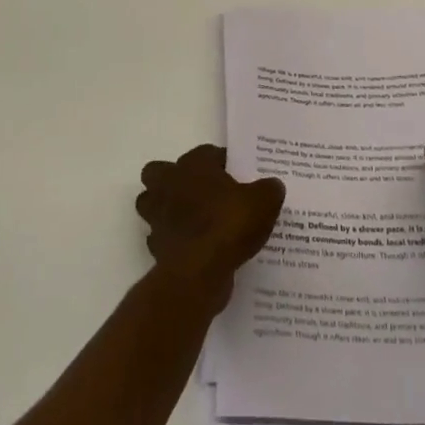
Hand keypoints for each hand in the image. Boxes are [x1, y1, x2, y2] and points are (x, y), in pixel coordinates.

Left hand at [135, 145, 284, 309]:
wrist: (200, 271)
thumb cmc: (229, 224)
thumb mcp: (264, 201)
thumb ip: (269, 189)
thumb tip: (272, 185)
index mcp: (194, 165)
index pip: (207, 152)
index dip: (223, 162)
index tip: (238, 175)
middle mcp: (169, 184)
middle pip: (160, 172)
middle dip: (175, 179)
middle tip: (203, 192)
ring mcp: (157, 216)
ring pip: (151, 203)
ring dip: (166, 208)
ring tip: (194, 219)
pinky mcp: (156, 245)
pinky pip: (161, 236)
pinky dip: (172, 239)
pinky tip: (193, 247)